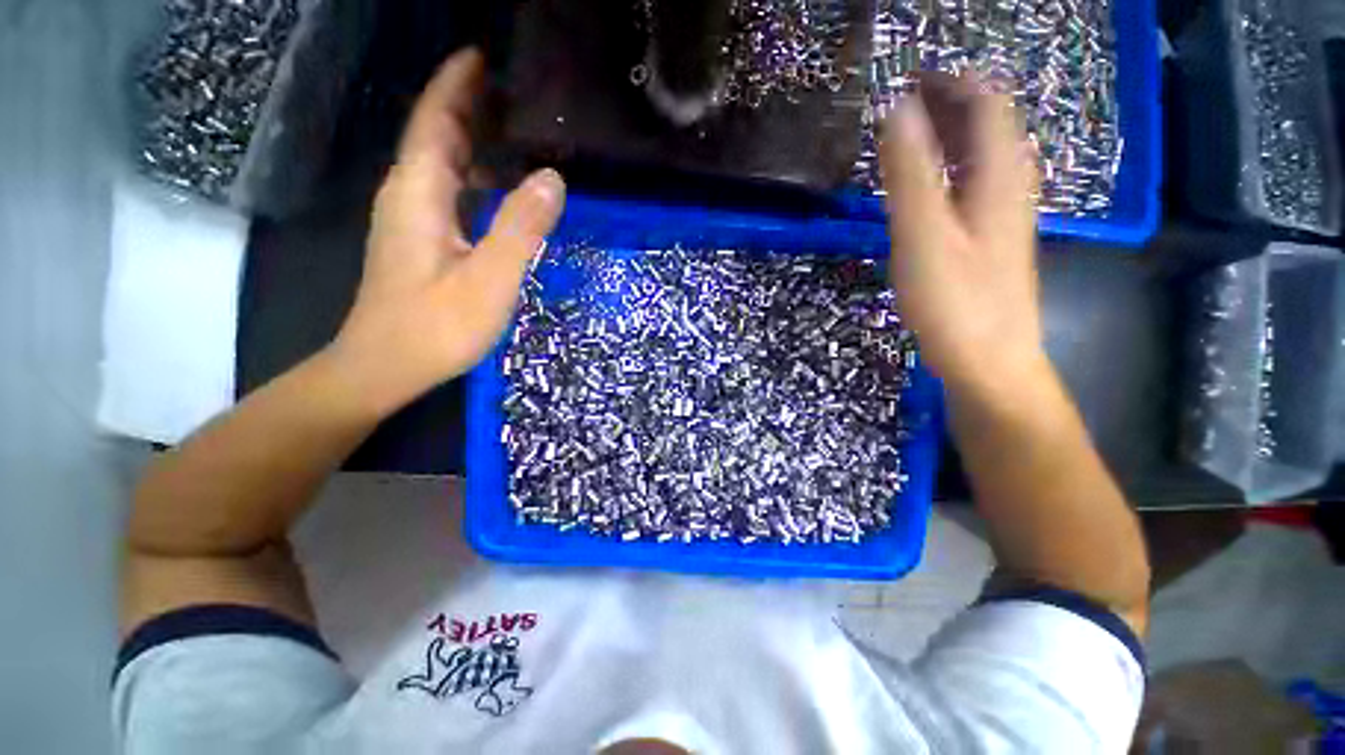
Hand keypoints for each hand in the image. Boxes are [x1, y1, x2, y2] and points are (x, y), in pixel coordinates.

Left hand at [328, 48, 566, 416]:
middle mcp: (410, 195)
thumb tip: (553, 177)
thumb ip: (521, 227)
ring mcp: (413, 220)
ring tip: (518, 133)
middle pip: (438, 135)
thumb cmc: (436, 326)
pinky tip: (503, 189)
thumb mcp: (489, 278)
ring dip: (475, 142)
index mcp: (420, 192)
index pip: (435, 118)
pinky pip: (451, 193)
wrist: (386, 367)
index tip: (486, 55)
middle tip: (518, 93)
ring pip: (444, 165)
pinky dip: (476, 179)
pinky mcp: (423, 242)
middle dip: (470, 106)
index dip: (457, 83)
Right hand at [879, 74, 1043, 392]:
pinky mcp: (989, 241)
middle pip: (989, 126)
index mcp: (1000, 175)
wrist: (988, 360)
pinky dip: (949, 171)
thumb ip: (910, 173)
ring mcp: (1003, 216)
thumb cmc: (955, 301)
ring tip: (907, 137)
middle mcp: (1010, 186)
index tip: (909, 79)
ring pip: (982, 157)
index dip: (952, 83)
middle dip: (949, 105)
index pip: (987, 103)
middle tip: (902, 105)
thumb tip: (896, 110)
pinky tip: (926, 187)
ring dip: (949, 137)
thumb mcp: (924, 235)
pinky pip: (973, 186)